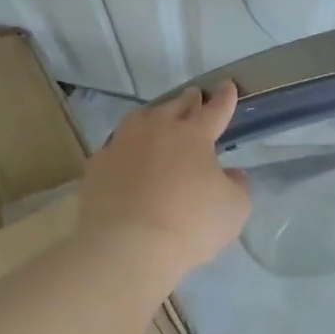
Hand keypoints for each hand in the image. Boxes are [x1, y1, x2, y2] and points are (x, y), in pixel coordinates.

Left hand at [78, 83, 250, 280]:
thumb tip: (231, 174)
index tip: (227, 86)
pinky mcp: (97, 166)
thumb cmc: (190, 226)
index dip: (224, 98)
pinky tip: (127, 157)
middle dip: (189, 100)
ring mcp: (122, 145)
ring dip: (153, 116)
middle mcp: (156, 130)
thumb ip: (237, 186)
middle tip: (194, 97)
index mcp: (193, 135)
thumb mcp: (234, 209)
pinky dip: (126, 148)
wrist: (128, 247)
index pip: (214, 110)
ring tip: (157, 119)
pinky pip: (115, 148)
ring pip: (139, 119)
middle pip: (175, 107)